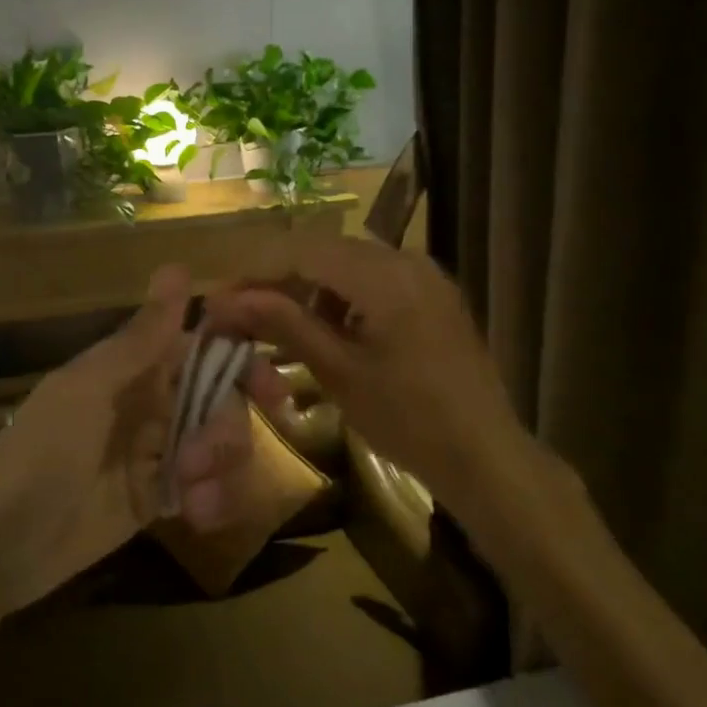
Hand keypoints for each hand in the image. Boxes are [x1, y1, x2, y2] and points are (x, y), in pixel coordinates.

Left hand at [0, 265, 265, 613]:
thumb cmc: (39, 452)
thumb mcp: (88, 390)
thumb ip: (141, 339)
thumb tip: (177, 267)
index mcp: (135, 368)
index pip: (205, 349)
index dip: (243, 362)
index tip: (274, 391)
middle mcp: (153, 403)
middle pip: (223, 402)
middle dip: (226, 431)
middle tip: (202, 459)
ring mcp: (158, 452)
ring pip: (221, 447)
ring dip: (222, 471)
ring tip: (194, 499)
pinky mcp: (160, 498)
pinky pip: (208, 489)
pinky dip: (215, 500)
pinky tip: (199, 518)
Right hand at [203, 237, 575, 547]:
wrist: (486, 455)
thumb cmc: (408, 419)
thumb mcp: (338, 372)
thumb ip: (284, 324)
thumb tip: (226, 300)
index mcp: (384, 275)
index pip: (302, 251)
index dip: (255, 271)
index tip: (220, 298)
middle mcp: (406, 260)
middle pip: (324, 252)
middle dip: (279, 279)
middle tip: (242, 314)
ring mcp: (425, 275)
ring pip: (347, 264)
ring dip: (309, 288)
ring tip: (280, 327)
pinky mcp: (433, 294)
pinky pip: (374, 280)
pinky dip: (342, 297)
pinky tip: (328, 331)